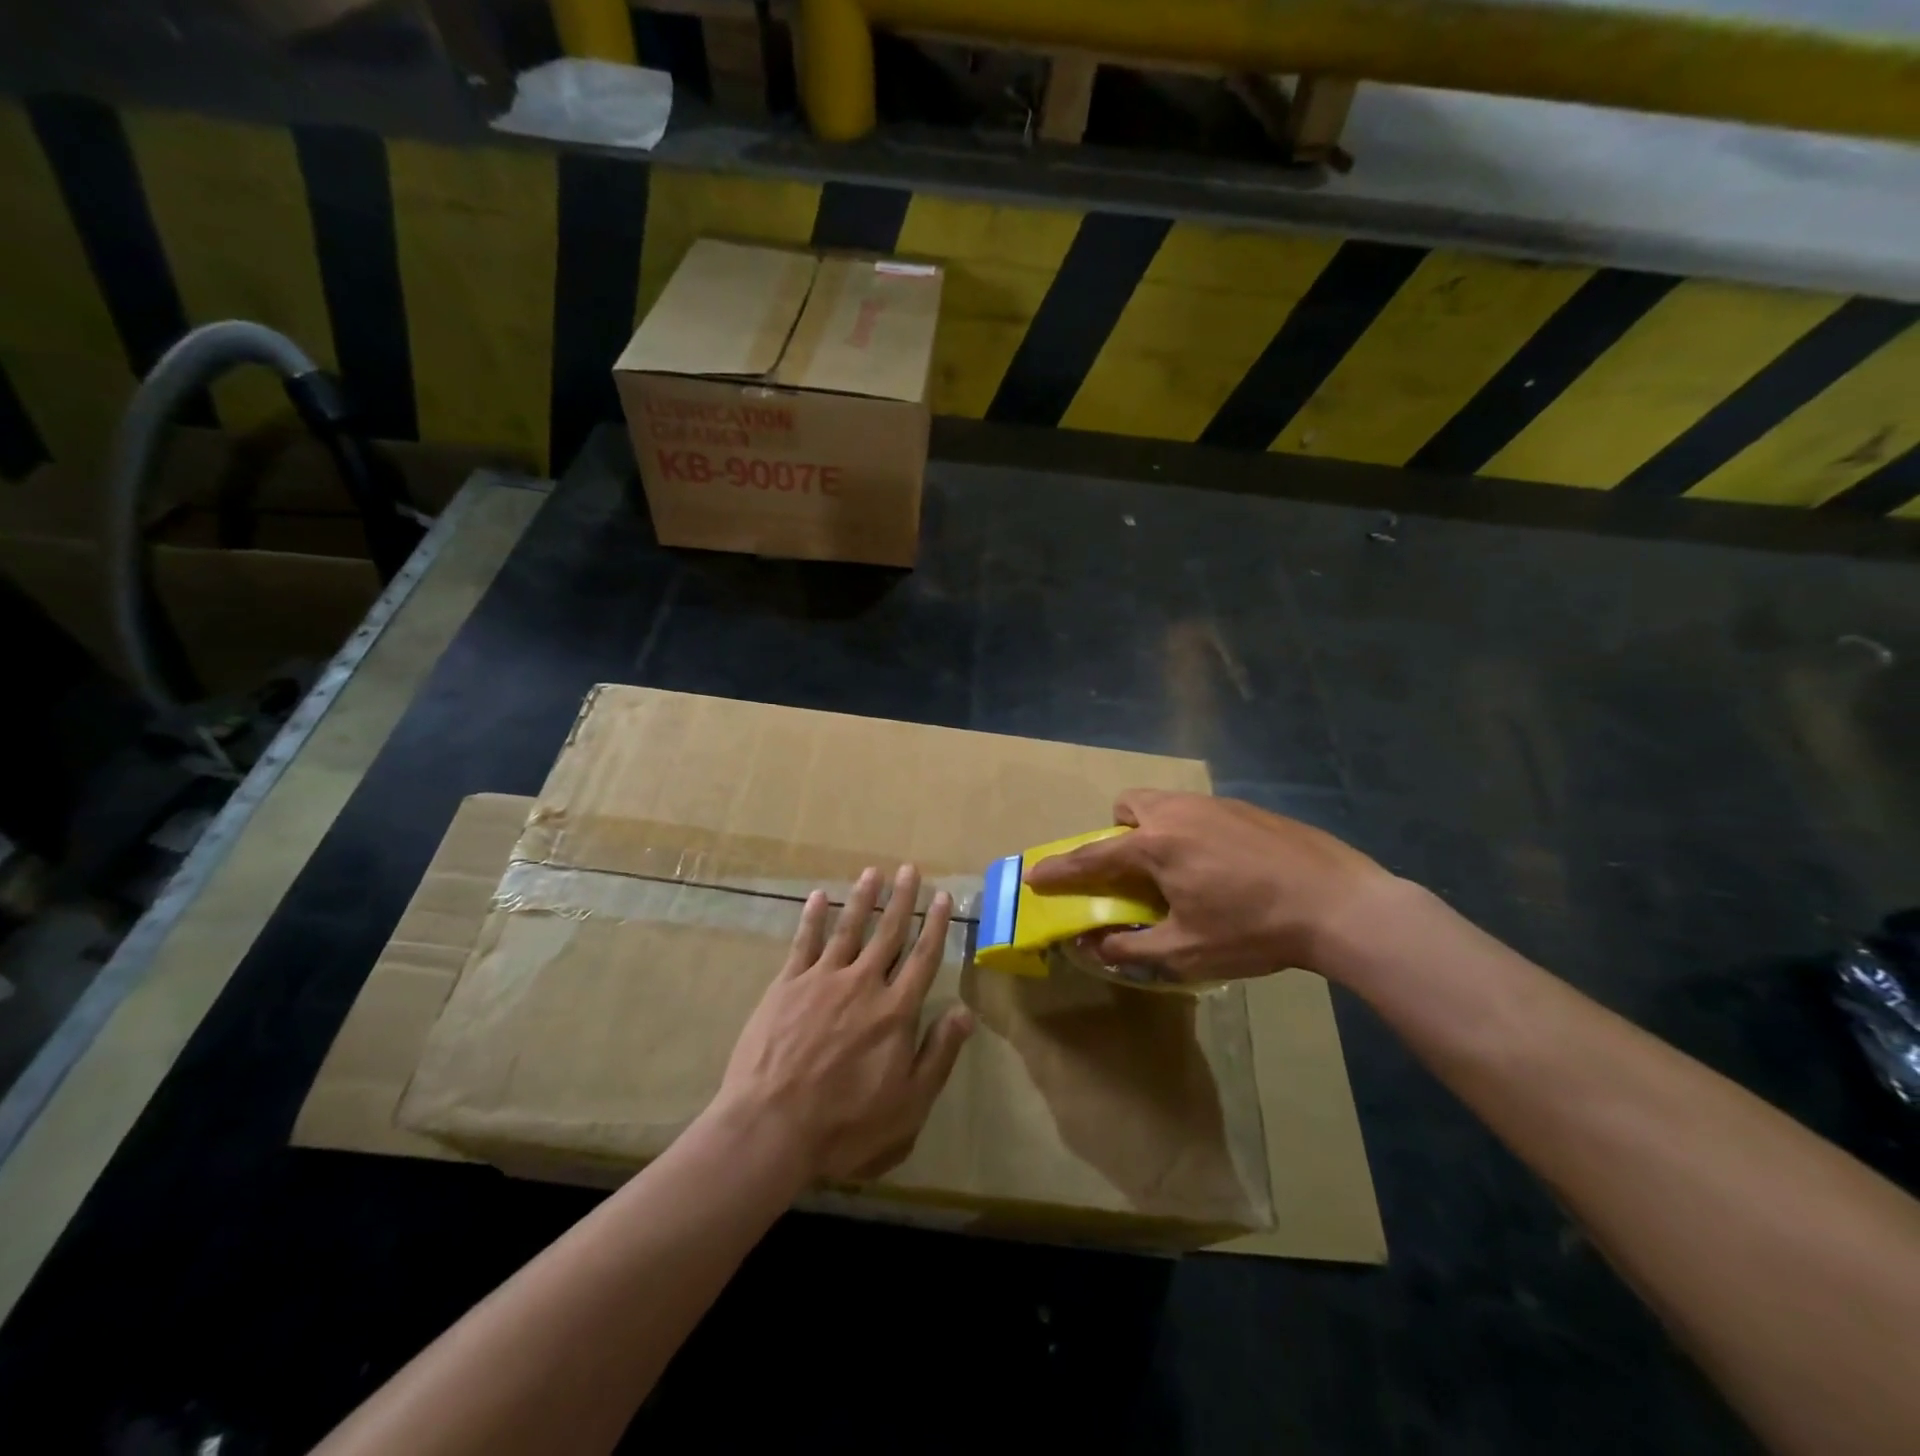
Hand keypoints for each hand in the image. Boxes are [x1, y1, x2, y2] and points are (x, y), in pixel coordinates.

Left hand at [714, 865, 973, 1182]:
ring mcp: (822, 980)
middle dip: (902, 899)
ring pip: (848, 929)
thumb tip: (966, 1012)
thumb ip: (938, 1054)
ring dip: (862, 899)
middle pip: (888, 933)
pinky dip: (812, 918)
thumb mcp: (908, 1104)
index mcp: (895, 1011)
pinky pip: (804, 942)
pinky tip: (818, 896)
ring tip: (872, 871)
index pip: (923, 958)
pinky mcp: (786, 985)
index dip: (935, 926)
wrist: (771, 1128)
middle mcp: (863, 984)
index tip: (942, 897)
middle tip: (909, 869)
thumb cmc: (846, 1125)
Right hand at [1023, 790, 1394, 983]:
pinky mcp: (1248, 808)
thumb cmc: (1255, 931)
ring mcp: (1216, 805)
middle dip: (1119, 832)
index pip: (1093, 857)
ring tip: (1182, 870)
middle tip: (1136, 871)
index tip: (1035, 875)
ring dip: (1156, 830)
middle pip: (1129, 806)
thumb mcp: (1187, 951)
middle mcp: (1179, 813)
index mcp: (1156, 846)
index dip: (1060, 870)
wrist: (1340, 905)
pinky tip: (1227, 866)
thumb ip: (1130, 946)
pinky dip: (1193, 832)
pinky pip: (1200, 812)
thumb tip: (1090, 945)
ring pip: (1166, 804)